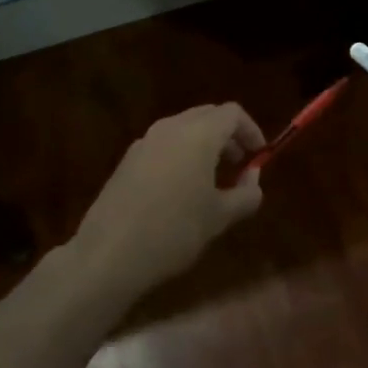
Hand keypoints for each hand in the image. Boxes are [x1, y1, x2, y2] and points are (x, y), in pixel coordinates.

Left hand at [73, 104, 265, 294]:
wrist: (108, 254)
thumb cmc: (174, 231)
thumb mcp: (220, 217)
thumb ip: (246, 193)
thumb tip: (254, 179)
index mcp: (198, 134)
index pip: (233, 113)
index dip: (251, 130)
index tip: (259, 156)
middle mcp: (171, 127)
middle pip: (208, 115)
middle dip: (228, 135)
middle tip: (238, 164)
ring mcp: (145, 141)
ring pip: (183, 128)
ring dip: (203, 144)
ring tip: (211, 179)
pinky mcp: (127, 159)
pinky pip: (164, 144)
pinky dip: (181, 154)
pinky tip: (180, 190)